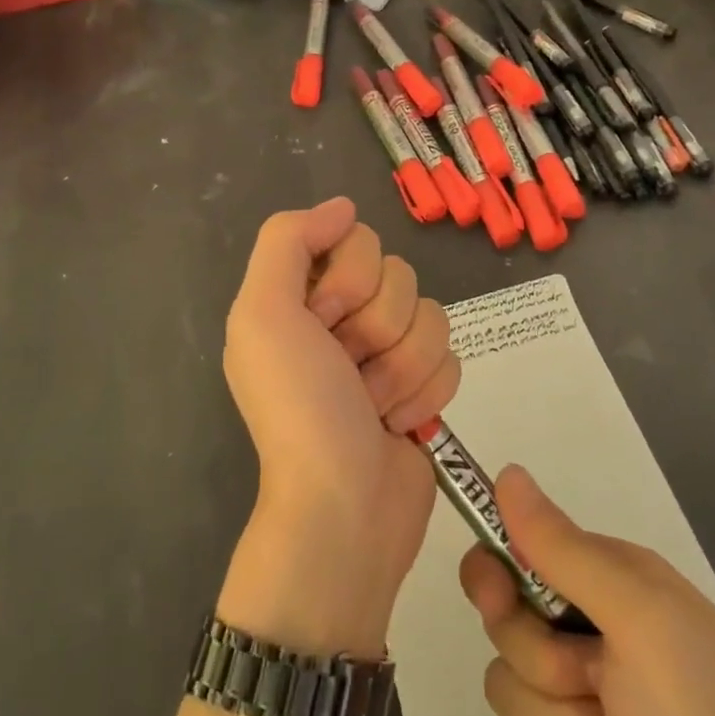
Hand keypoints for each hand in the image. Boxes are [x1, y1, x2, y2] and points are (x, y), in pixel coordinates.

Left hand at [218, 199, 459, 657]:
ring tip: (372, 405)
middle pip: (398, 274)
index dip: (350, 279)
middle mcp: (341, 317)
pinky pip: (451, 354)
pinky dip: (426, 392)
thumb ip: (286, 241)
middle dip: (377, 328)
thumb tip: (342, 206)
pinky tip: (397, 423)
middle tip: (348, 370)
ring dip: (402, 367)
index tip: (326, 323)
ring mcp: (385, 351)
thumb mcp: (263, 314)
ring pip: (430, 314)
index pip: (355, 238)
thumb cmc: (300, 408)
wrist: (345, 509)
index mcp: (299, 296)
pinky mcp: (422, 384)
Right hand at [461, 469, 714, 715]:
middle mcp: (584, 632)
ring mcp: (569, 700)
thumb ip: (565, 549)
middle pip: (504, 621)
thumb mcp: (640, 620)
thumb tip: (507, 471)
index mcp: (609, 584)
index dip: (499, 573)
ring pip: (503, 686)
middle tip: (591, 684)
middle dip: (541, 663)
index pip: (520, 549)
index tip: (499, 599)